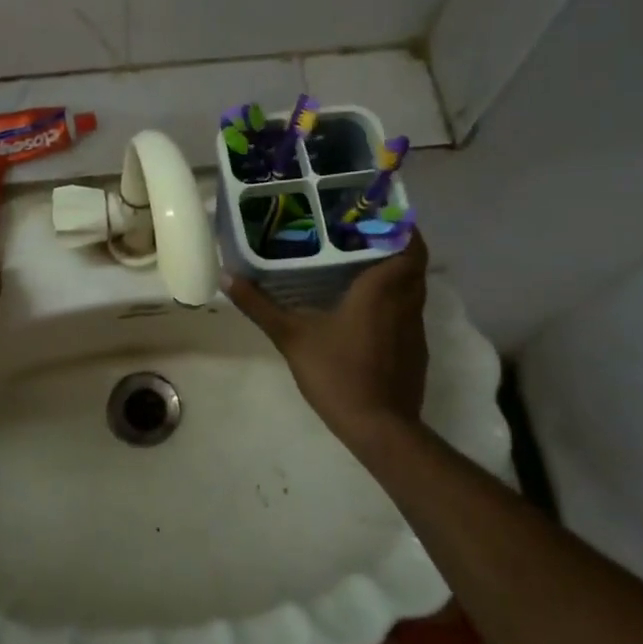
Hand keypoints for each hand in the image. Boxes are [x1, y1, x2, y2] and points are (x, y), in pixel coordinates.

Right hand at [225, 232, 429, 450]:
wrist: (379, 428)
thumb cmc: (337, 373)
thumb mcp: (291, 337)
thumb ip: (260, 306)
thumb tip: (227, 277)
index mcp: (381, 289)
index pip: (408, 243)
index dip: (399, 225)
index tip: (374, 215)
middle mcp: (406, 302)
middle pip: (413, 262)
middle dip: (393, 245)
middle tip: (359, 237)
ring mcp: (414, 328)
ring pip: (413, 288)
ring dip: (395, 273)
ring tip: (359, 266)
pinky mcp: (415, 350)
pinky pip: (409, 312)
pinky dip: (394, 301)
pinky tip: (365, 310)